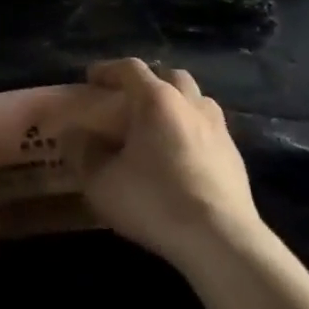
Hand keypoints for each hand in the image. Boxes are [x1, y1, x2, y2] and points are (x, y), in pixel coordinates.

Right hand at [80, 59, 262, 267]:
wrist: (221, 240)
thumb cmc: (155, 202)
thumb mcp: (102, 183)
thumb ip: (82, 154)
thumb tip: (74, 136)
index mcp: (157, 100)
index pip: (130, 68)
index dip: (108, 70)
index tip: (91, 78)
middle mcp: (190, 104)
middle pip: (170, 77)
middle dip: (149, 82)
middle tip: (130, 101)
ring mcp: (218, 128)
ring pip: (196, 100)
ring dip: (176, 104)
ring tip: (159, 126)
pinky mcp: (235, 156)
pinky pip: (210, 129)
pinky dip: (193, 131)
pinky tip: (183, 156)